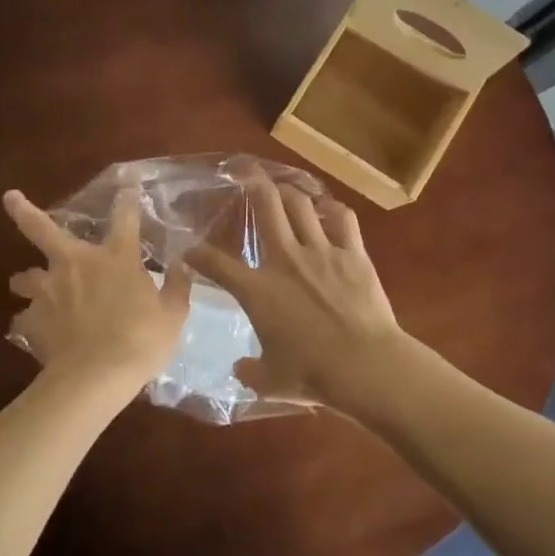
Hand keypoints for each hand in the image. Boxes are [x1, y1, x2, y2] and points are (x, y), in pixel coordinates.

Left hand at [4, 186, 192, 402]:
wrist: (95, 377)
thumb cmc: (141, 341)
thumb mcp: (173, 315)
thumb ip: (177, 288)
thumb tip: (181, 266)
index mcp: (116, 258)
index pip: (125, 217)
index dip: (127, 199)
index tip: (128, 185)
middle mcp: (76, 264)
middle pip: (42, 229)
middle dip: (25, 211)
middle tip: (10, 198)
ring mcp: (49, 291)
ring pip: (25, 276)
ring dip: (27, 280)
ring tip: (28, 285)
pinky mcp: (31, 320)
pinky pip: (25, 319)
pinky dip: (29, 323)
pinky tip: (35, 332)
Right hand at [184, 172, 422, 417]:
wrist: (364, 364)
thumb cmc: (312, 374)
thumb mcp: (271, 381)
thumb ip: (251, 371)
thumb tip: (240, 369)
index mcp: (258, 290)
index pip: (217, 265)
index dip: (198, 255)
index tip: (190, 250)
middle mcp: (285, 259)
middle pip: (267, 207)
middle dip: (254, 185)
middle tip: (248, 175)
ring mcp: (321, 251)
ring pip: (301, 204)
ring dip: (290, 192)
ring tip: (284, 188)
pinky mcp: (353, 252)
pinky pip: (343, 218)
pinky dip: (334, 210)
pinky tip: (329, 209)